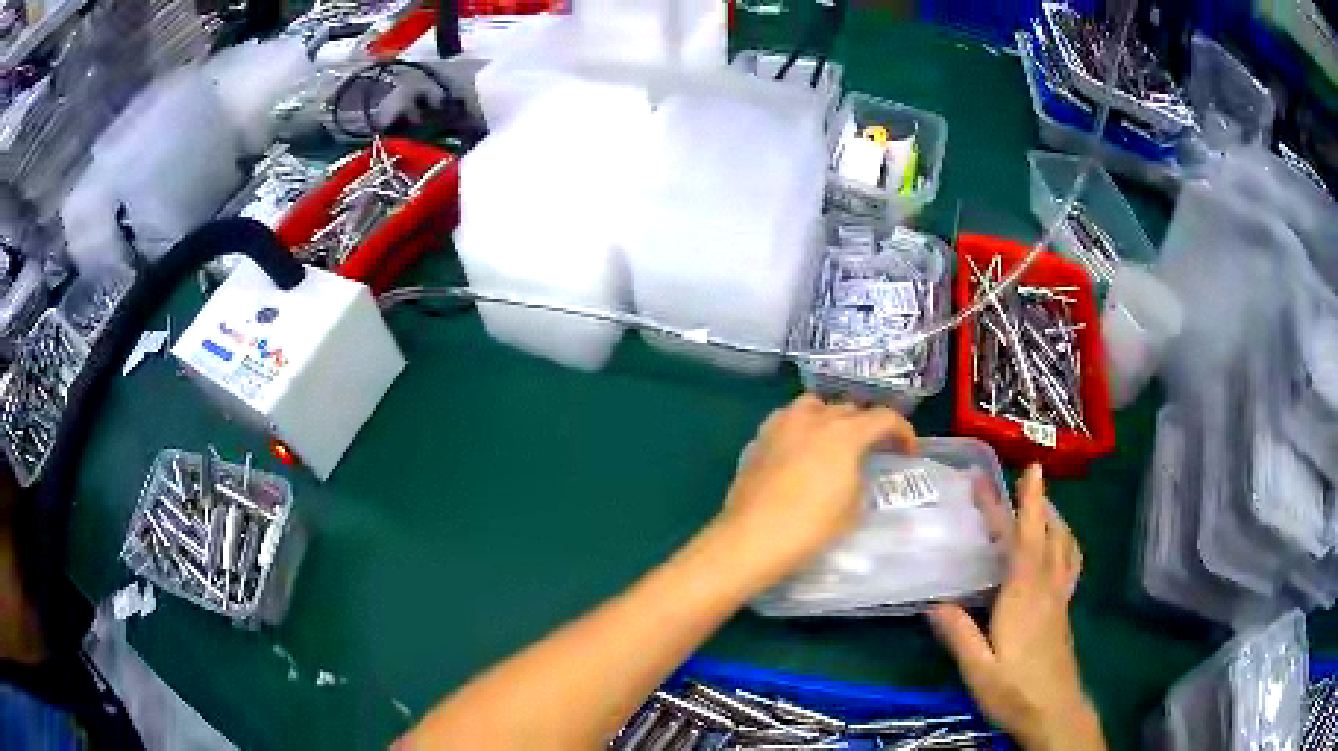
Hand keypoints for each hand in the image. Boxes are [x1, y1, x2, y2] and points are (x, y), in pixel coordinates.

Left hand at [710, 395, 916, 586]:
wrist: (752, 538)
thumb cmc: (810, 527)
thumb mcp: (853, 507)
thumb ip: (861, 477)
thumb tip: (855, 469)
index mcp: (844, 432)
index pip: (883, 418)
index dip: (903, 432)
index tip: (908, 451)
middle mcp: (813, 418)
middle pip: (849, 409)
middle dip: (867, 425)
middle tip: (874, 449)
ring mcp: (782, 424)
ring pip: (815, 406)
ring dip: (832, 418)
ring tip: (836, 442)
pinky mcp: (759, 438)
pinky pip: (788, 420)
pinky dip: (802, 427)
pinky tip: (803, 449)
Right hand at [927, 464, 1103, 750]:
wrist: (1054, 711)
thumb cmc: (1014, 691)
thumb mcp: (978, 669)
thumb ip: (959, 635)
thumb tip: (934, 603)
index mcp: (1023, 596)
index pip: (1027, 539)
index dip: (1028, 502)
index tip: (1030, 467)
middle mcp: (1046, 587)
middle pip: (1043, 535)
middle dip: (1034, 502)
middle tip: (1022, 476)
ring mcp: (1059, 597)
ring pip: (1064, 545)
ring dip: (1054, 518)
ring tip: (1042, 503)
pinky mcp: (1064, 609)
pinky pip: (1070, 563)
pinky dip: (1066, 542)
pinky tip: (1060, 545)